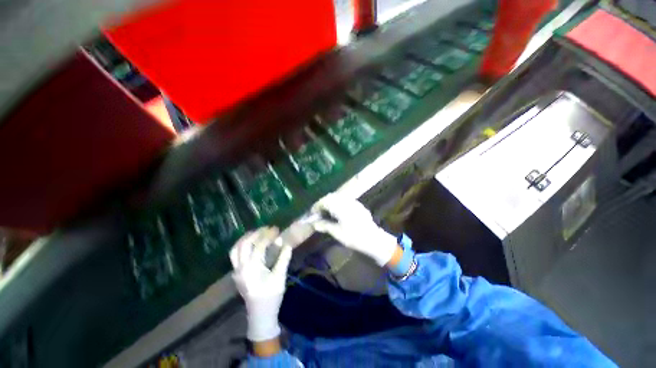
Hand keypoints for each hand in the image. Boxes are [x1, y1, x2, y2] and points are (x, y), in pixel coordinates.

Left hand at [230, 227, 291, 342]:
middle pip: (244, 244)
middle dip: (256, 233)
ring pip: (236, 249)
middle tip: (267, 229)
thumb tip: (286, 243)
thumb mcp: (280, 277)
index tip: (276, 229)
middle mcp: (241, 267)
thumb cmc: (271, 296)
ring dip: (246, 238)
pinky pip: (235, 255)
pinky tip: (250, 244)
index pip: (258, 246)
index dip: (268, 235)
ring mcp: (236, 271)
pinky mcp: (237, 274)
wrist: (260, 314)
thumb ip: (283, 259)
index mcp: (252, 268)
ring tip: (257, 233)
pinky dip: (241, 245)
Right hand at [312, 193, 397, 266]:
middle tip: (318, 212)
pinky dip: (338, 203)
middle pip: (331, 197)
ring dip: (330, 202)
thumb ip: (324, 225)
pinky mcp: (358, 205)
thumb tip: (313, 223)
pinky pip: (345, 200)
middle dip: (323, 203)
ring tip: (326, 212)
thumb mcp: (337, 233)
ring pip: (338, 197)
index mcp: (339, 206)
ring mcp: (353, 202)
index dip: (316, 206)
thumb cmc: (354, 237)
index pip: (324, 201)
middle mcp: (346, 201)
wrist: (374, 239)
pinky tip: (338, 212)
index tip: (312, 213)